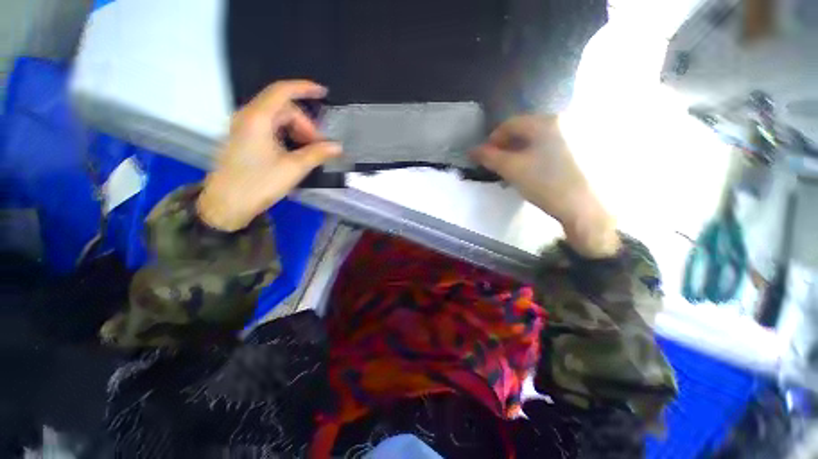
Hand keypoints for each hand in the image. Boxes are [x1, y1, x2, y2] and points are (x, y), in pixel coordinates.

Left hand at [197, 81, 341, 231]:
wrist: (226, 204)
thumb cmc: (259, 183)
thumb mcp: (293, 168)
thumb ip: (317, 154)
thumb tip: (337, 147)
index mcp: (258, 118)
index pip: (282, 92)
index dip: (304, 88)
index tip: (323, 92)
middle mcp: (248, 117)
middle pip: (283, 108)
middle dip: (305, 123)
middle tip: (319, 145)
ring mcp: (244, 128)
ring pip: (277, 119)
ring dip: (296, 131)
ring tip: (309, 151)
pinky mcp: (244, 139)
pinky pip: (269, 128)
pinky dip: (286, 135)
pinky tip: (295, 151)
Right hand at [471, 115, 619, 257]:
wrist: (583, 207)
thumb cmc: (545, 183)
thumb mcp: (512, 169)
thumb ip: (489, 157)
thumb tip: (472, 150)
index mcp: (546, 122)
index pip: (510, 123)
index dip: (493, 139)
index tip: (485, 157)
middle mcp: (563, 121)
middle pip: (524, 130)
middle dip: (506, 147)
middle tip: (498, 165)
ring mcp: (575, 134)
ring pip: (536, 139)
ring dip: (519, 152)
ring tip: (513, 171)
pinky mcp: (580, 149)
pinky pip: (549, 146)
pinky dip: (534, 156)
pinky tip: (531, 171)